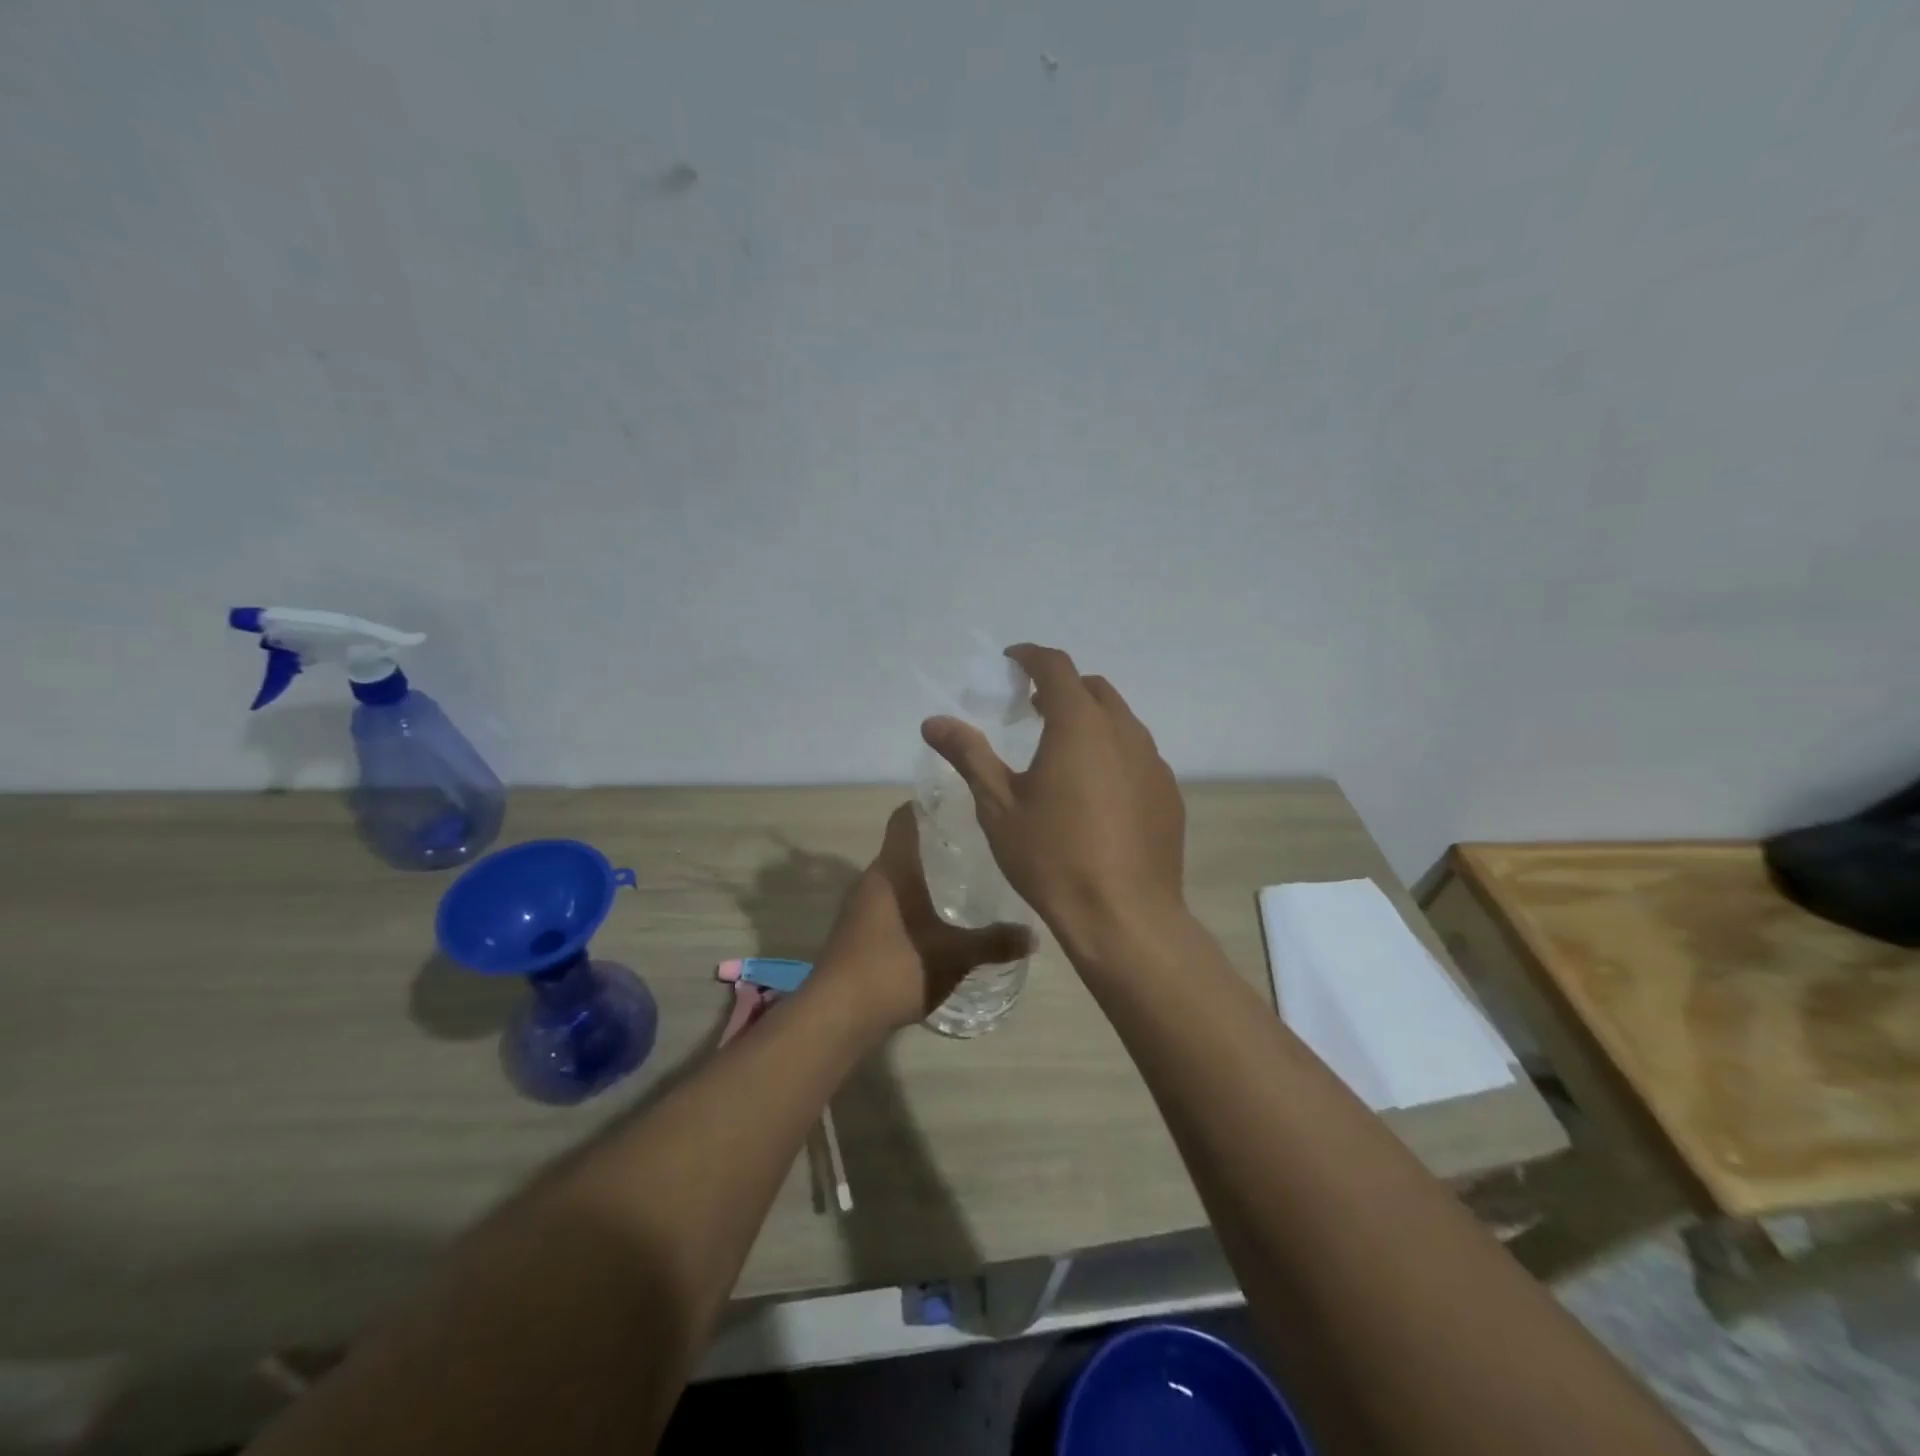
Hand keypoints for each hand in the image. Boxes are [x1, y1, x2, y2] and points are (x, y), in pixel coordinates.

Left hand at [813, 804, 1032, 1034]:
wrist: (837, 1014)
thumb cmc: (896, 967)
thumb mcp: (954, 956)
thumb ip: (994, 943)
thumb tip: (1033, 935)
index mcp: (893, 869)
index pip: (904, 818)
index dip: (927, 806)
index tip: (958, 806)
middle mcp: (872, 879)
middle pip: (903, 848)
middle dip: (935, 846)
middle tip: (974, 849)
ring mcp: (859, 906)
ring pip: (896, 878)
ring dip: (922, 878)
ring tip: (961, 884)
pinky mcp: (856, 932)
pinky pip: (888, 904)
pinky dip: (911, 904)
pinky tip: (935, 923)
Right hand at [921, 643, 1186, 952]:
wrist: (1124, 915)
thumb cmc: (1052, 857)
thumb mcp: (999, 806)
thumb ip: (969, 755)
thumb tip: (934, 721)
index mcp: (1078, 724)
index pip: (1055, 666)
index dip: (1030, 656)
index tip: (1011, 662)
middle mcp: (1122, 731)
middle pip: (1092, 688)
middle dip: (1060, 687)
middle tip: (1031, 710)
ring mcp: (1152, 761)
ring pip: (1119, 720)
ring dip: (1089, 719)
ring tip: (1062, 750)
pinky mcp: (1168, 792)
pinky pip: (1137, 754)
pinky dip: (1112, 752)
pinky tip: (1096, 792)